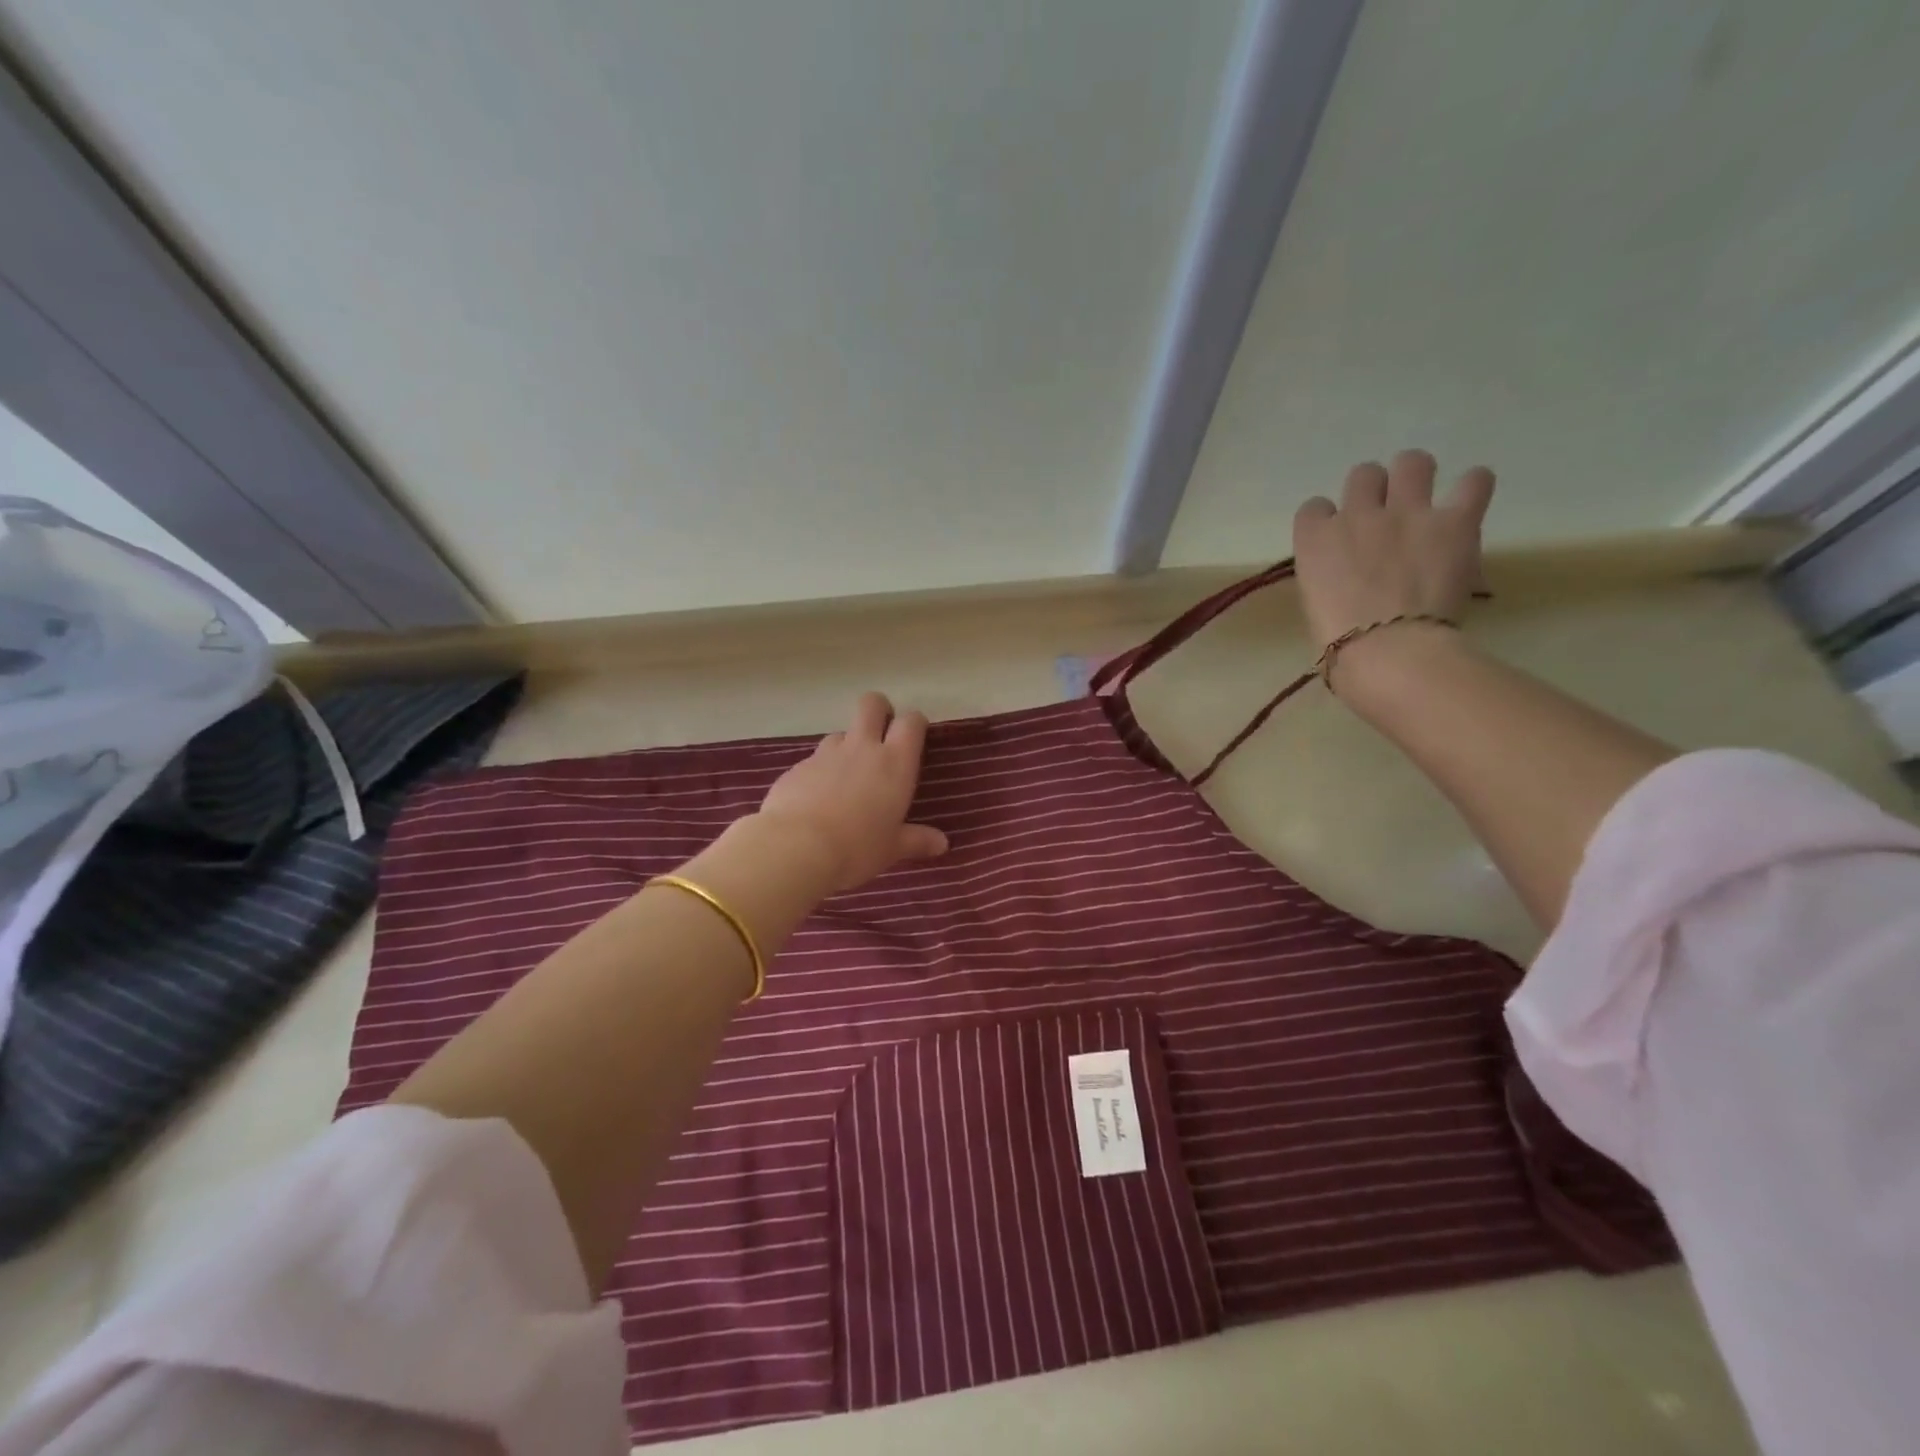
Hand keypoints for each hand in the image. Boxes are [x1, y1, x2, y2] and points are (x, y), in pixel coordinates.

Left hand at [755, 692, 948, 892]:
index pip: (911, 721)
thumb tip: (941, 844)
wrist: (797, 848)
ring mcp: (826, 754)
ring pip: (841, 733)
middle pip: (872, 704)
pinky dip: (820, 772)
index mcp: (894, 762)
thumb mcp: (892, 849)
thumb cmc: (858, 848)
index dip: (914, 723)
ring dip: (847, 746)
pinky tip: (817, 799)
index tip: (914, 738)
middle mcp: (862, 748)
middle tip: (881, 734)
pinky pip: (814, 760)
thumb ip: (917, 841)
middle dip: (879, 711)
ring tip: (847, 777)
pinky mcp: (797, 767)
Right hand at [1292, 450, 1494, 651]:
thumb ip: (1328, 577)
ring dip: (1416, 477)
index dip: (1328, 521)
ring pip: (1412, 462)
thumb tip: (1346, 579)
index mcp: (1315, 540)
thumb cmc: (1339, 645)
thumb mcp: (1315, 606)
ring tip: (1423, 500)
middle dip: (1373, 491)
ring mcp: (1407, 513)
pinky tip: (1468, 504)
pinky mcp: (1454, 522)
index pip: (1315, 508)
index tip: (1338, 540)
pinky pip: (1475, 481)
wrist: (1388, 651)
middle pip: (1364, 475)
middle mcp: (1357, 514)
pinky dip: (1472, 488)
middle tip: (1384, 516)